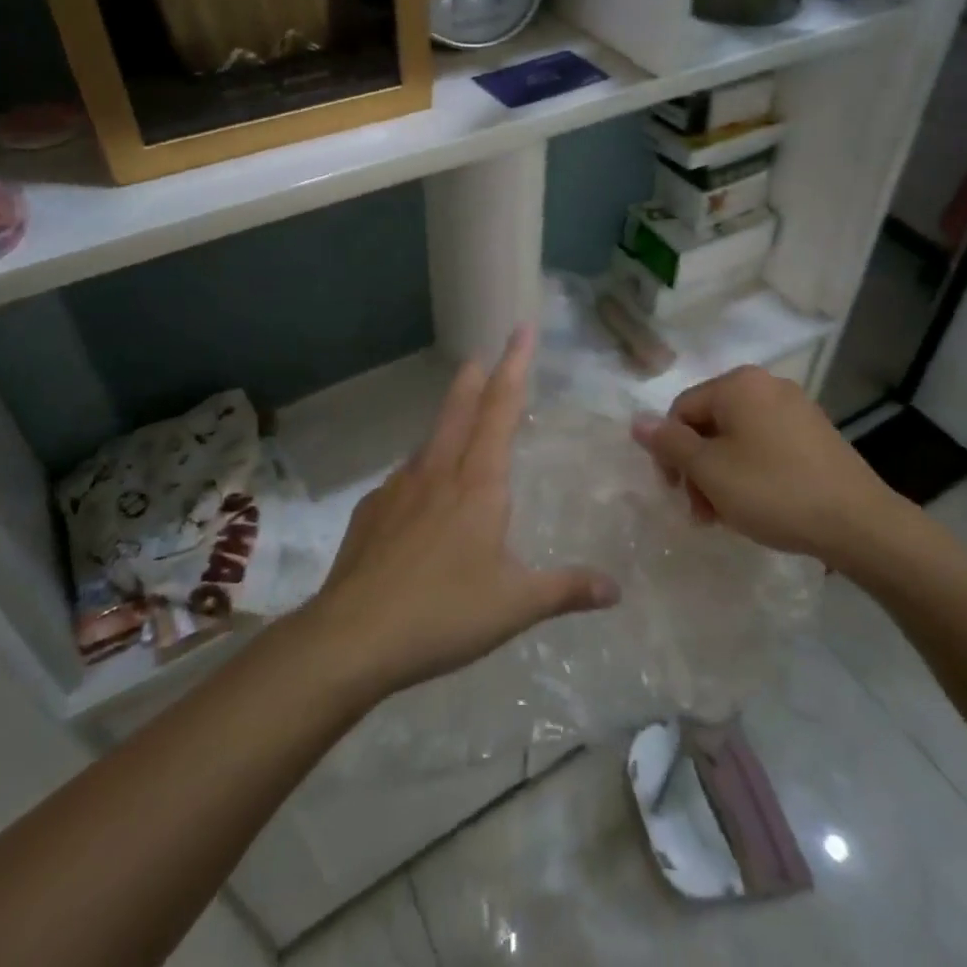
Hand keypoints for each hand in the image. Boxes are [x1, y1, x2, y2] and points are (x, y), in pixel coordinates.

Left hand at [305, 328, 619, 699]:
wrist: (351, 636)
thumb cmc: (444, 613)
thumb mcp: (515, 605)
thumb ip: (566, 590)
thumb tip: (615, 589)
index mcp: (477, 483)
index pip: (500, 408)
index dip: (515, 366)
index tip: (521, 329)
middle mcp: (436, 472)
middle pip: (458, 410)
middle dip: (473, 379)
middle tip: (479, 357)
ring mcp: (397, 489)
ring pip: (428, 443)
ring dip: (446, 424)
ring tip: (455, 429)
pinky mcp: (370, 512)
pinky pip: (402, 480)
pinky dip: (419, 474)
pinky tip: (418, 499)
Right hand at [630, 365, 912, 573]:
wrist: (859, 523)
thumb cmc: (773, 491)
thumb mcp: (710, 471)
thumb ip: (670, 444)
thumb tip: (636, 421)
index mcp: (738, 384)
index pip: (681, 410)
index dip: (670, 452)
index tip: (677, 493)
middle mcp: (767, 385)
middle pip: (710, 423)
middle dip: (698, 468)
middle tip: (702, 512)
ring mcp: (796, 408)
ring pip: (738, 437)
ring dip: (722, 475)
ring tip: (728, 516)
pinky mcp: (816, 433)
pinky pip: (767, 445)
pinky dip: (752, 471)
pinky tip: (760, 505)